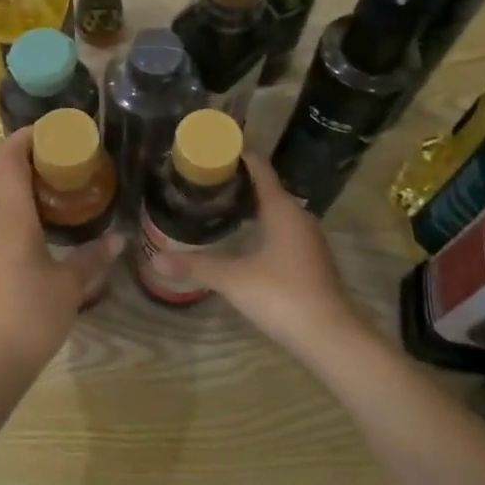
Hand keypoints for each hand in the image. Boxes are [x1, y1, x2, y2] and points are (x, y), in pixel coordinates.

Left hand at [0, 129, 123, 380]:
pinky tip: (34, 238)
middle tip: (59, 162)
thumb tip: (118, 239)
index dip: (24, 139)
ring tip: (52, 196)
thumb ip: (92, 257)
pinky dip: (12, 218)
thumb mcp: (70, 285)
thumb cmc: (31, 316)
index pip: (9, 162)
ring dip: (17, 191)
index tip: (48, 131)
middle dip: (25, 162)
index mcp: (10, 219)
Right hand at [153, 153, 368, 360]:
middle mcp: (299, 216)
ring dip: (253, 205)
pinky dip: (264, 225)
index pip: (260, 169)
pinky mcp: (311, 259)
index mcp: (282, 209)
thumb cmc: (280, 296)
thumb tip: (156, 259)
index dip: (240, 156)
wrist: (329, 336)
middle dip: (240, 182)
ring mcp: (309, 239)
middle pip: (269, 188)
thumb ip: (195, 266)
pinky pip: (284, 230)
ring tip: (220, 205)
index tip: (215, 148)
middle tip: (207, 180)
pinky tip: (244, 238)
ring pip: (278, 211)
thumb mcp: (232, 279)